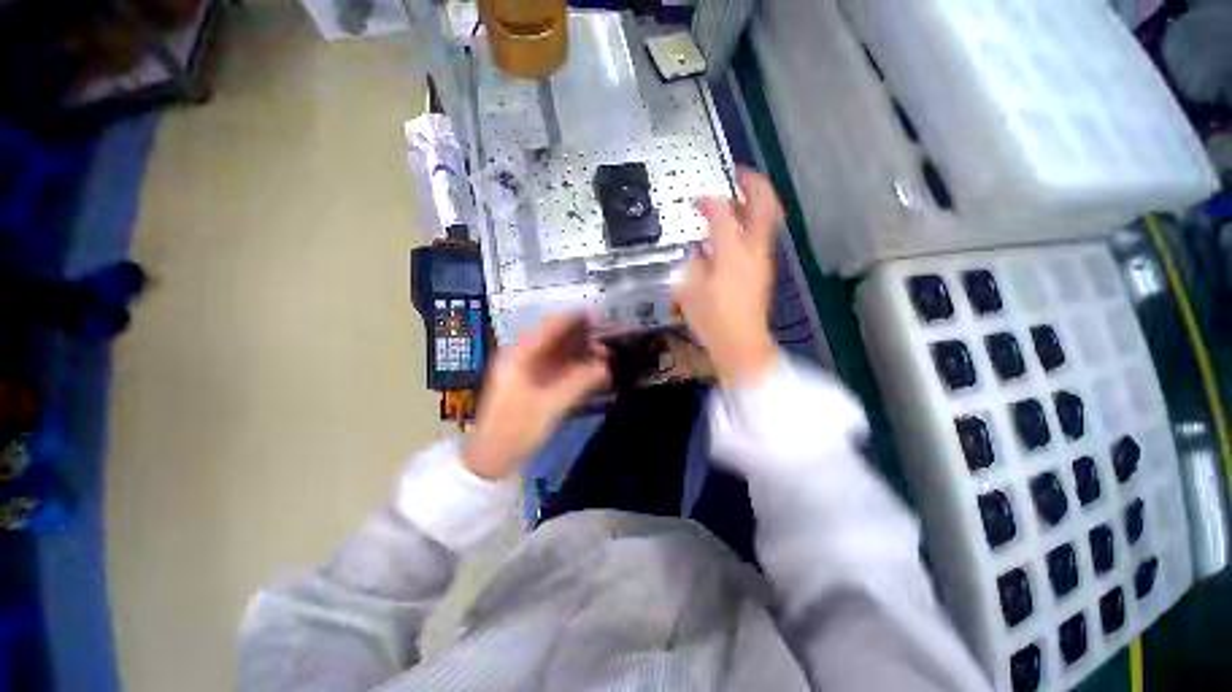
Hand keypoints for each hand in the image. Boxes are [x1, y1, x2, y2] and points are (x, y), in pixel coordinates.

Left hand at [463, 314, 608, 479]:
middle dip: (583, 338)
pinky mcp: (535, 383)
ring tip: (605, 358)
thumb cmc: (516, 430)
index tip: (599, 316)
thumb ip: (580, 382)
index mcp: (520, 355)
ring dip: (582, 353)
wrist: (492, 458)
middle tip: (607, 343)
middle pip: (557, 338)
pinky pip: (559, 368)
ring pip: (560, 353)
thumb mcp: (551, 405)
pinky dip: (576, 368)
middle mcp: (524, 356)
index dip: (575, 318)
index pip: (550, 327)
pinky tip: (593, 372)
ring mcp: (529, 370)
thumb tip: (607, 367)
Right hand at [673, 169, 783, 386]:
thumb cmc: (712, 319)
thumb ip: (694, 262)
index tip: (697, 200)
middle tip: (739, 174)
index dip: (709, 201)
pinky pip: (761, 237)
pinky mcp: (763, 270)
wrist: (741, 343)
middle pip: (763, 205)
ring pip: (766, 220)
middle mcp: (752, 250)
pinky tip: (734, 233)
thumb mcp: (689, 289)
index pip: (722, 212)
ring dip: (754, 204)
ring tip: (738, 199)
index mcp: (731, 252)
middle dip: (753, 184)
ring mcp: (762, 260)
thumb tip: (699, 249)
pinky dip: (751, 225)